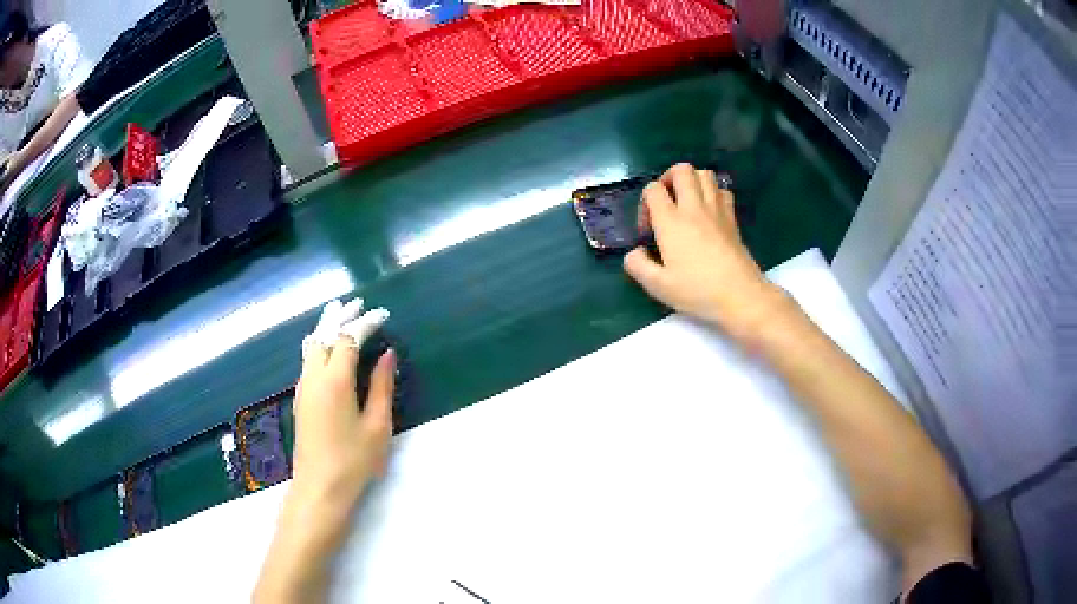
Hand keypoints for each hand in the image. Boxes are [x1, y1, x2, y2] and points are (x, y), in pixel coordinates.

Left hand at [253, 299, 394, 602]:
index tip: (383, 314)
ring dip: (325, 327)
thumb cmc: (354, 460)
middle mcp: (313, 376)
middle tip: (357, 303)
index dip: (366, 322)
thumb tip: (388, 355)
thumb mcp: (377, 425)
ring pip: (311, 345)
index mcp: (335, 380)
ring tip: (339, 315)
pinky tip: (328, 350)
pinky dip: (319, 344)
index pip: (349, 338)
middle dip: (340, 315)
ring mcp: (303, 387)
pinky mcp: (300, 399)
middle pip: (323, 334)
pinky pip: (307, 359)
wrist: (319, 488)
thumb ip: (381, 386)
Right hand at [623, 163, 790, 341]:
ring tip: (687, 201)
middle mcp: (694, 208)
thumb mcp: (658, 287)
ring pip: (705, 174)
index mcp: (671, 222)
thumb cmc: (697, 291)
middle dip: (669, 178)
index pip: (653, 189)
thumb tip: (634, 253)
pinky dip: (713, 193)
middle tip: (666, 201)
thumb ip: (638, 266)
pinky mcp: (732, 219)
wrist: (740, 296)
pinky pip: (723, 191)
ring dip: (693, 181)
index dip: (645, 202)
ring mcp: (717, 210)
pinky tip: (708, 212)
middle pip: (682, 170)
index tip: (648, 228)